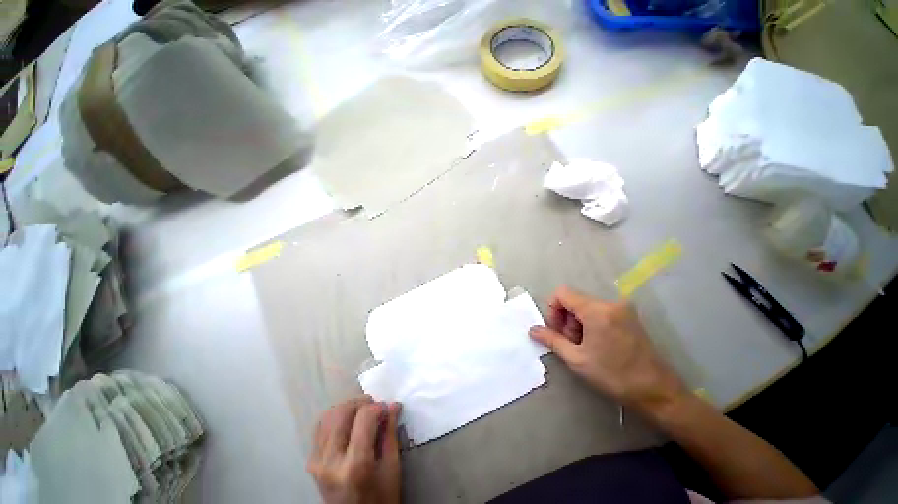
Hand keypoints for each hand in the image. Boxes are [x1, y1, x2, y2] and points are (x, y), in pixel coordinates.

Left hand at [307, 396, 401, 503]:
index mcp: (356, 464)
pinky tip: (348, 424)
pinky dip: (336, 418)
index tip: (388, 409)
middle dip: (362, 403)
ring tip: (362, 415)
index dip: (379, 407)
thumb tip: (393, 404)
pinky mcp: (311, 462)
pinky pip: (320, 427)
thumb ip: (390, 432)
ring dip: (348, 408)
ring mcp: (317, 462)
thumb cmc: (381, 497)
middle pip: (343, 412)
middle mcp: (331, 461)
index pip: (365, 417)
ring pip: (329, 415)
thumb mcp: (392, 466)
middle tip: (376, 409)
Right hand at [529, 286, 686, 415]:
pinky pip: (599, 311)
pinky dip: (591, 323)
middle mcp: (610, 303)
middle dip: (566, 319)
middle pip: (574, 300)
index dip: (553, 309)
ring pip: (586, 306)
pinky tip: (597, 344)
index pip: (562, 293)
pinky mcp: (629, 316)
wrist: (657, 392)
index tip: (557, 330)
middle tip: (571, 343)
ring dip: (578, 322)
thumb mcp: (576, 359)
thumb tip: (532, 329)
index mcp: (596, 310)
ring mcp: (622, 309)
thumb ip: (551, 339)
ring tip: (585, 346)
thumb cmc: (614, 376)